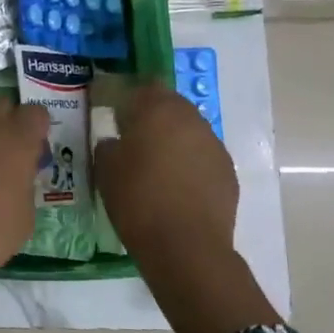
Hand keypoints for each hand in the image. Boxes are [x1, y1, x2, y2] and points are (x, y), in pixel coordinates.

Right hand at [94, 83, 279, 332]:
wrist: (186, 247)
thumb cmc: (138, 201)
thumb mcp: (105, 171)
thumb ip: (108, 146)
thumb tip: (116, 142)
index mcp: (157, 110)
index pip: (142, 86)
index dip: (127, 95)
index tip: (112, 108)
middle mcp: (190, 119)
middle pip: (169, 104)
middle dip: (151, 114)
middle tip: (132, 134)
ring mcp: (213, 144)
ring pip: (188, 130)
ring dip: (172, 138)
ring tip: (154, 162)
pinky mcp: (227, 171)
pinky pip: (202, 155)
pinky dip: (188, 162)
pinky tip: (175, 184)